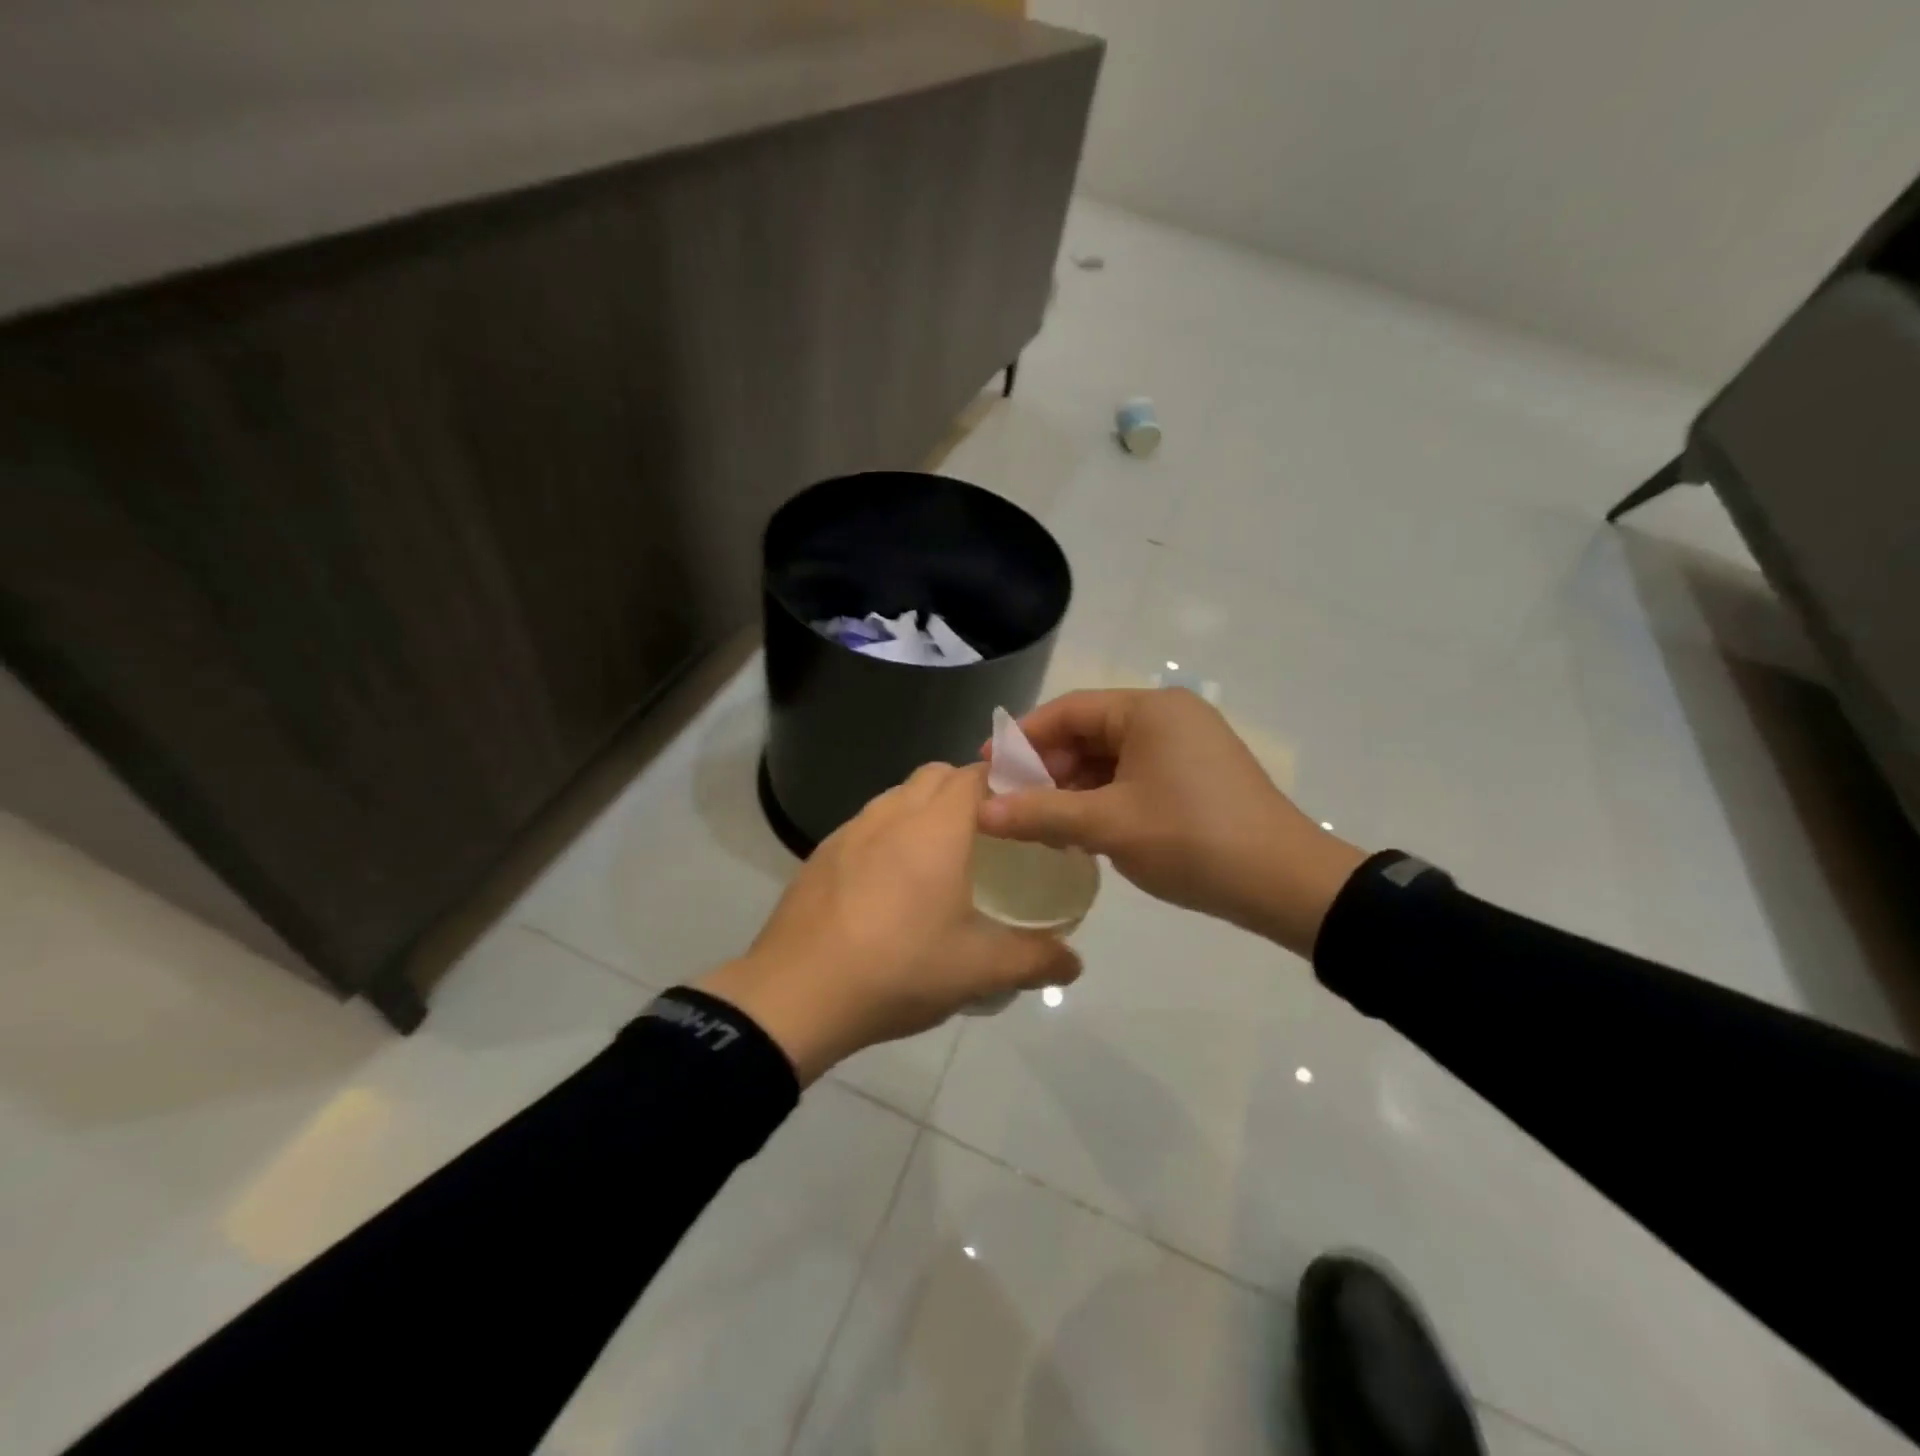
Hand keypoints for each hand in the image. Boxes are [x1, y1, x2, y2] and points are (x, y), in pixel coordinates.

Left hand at [697, 762, 1080, 1082]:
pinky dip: (890, 835)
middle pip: (937, 775)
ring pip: (898, 797)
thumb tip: (1074, 964)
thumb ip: (1035, 960)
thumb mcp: (979, 970)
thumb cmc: (899, 969)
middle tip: (990, 837)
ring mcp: (850, 830)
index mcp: (936, 826)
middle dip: (968, 791)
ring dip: (925, 810)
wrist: (795, 995)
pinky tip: (890, 886)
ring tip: (941, 860)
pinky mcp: (822, 854)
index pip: (978, 773)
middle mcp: (892, 813)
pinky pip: (868, 825)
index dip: (1007, 781)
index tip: (1026, 811)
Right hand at [977, 688, 1366, 956]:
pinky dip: (1104, 798)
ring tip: (1043, 822)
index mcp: (1149, 711)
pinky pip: (1135, 776)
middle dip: (1048, 767)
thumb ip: (1041, 813)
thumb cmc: (1191, 840)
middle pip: (1089, 732)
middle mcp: (1169, 717)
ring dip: (1074, 787)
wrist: (1285, 884)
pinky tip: (1083, 829)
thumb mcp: (1108, 826)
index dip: (1023, 739)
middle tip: (1013, 803)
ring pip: (1111, 758)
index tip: (988, 768)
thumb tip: (981, 812)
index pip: (1069, 711)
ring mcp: (1187, 746)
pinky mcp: (1197, 776)